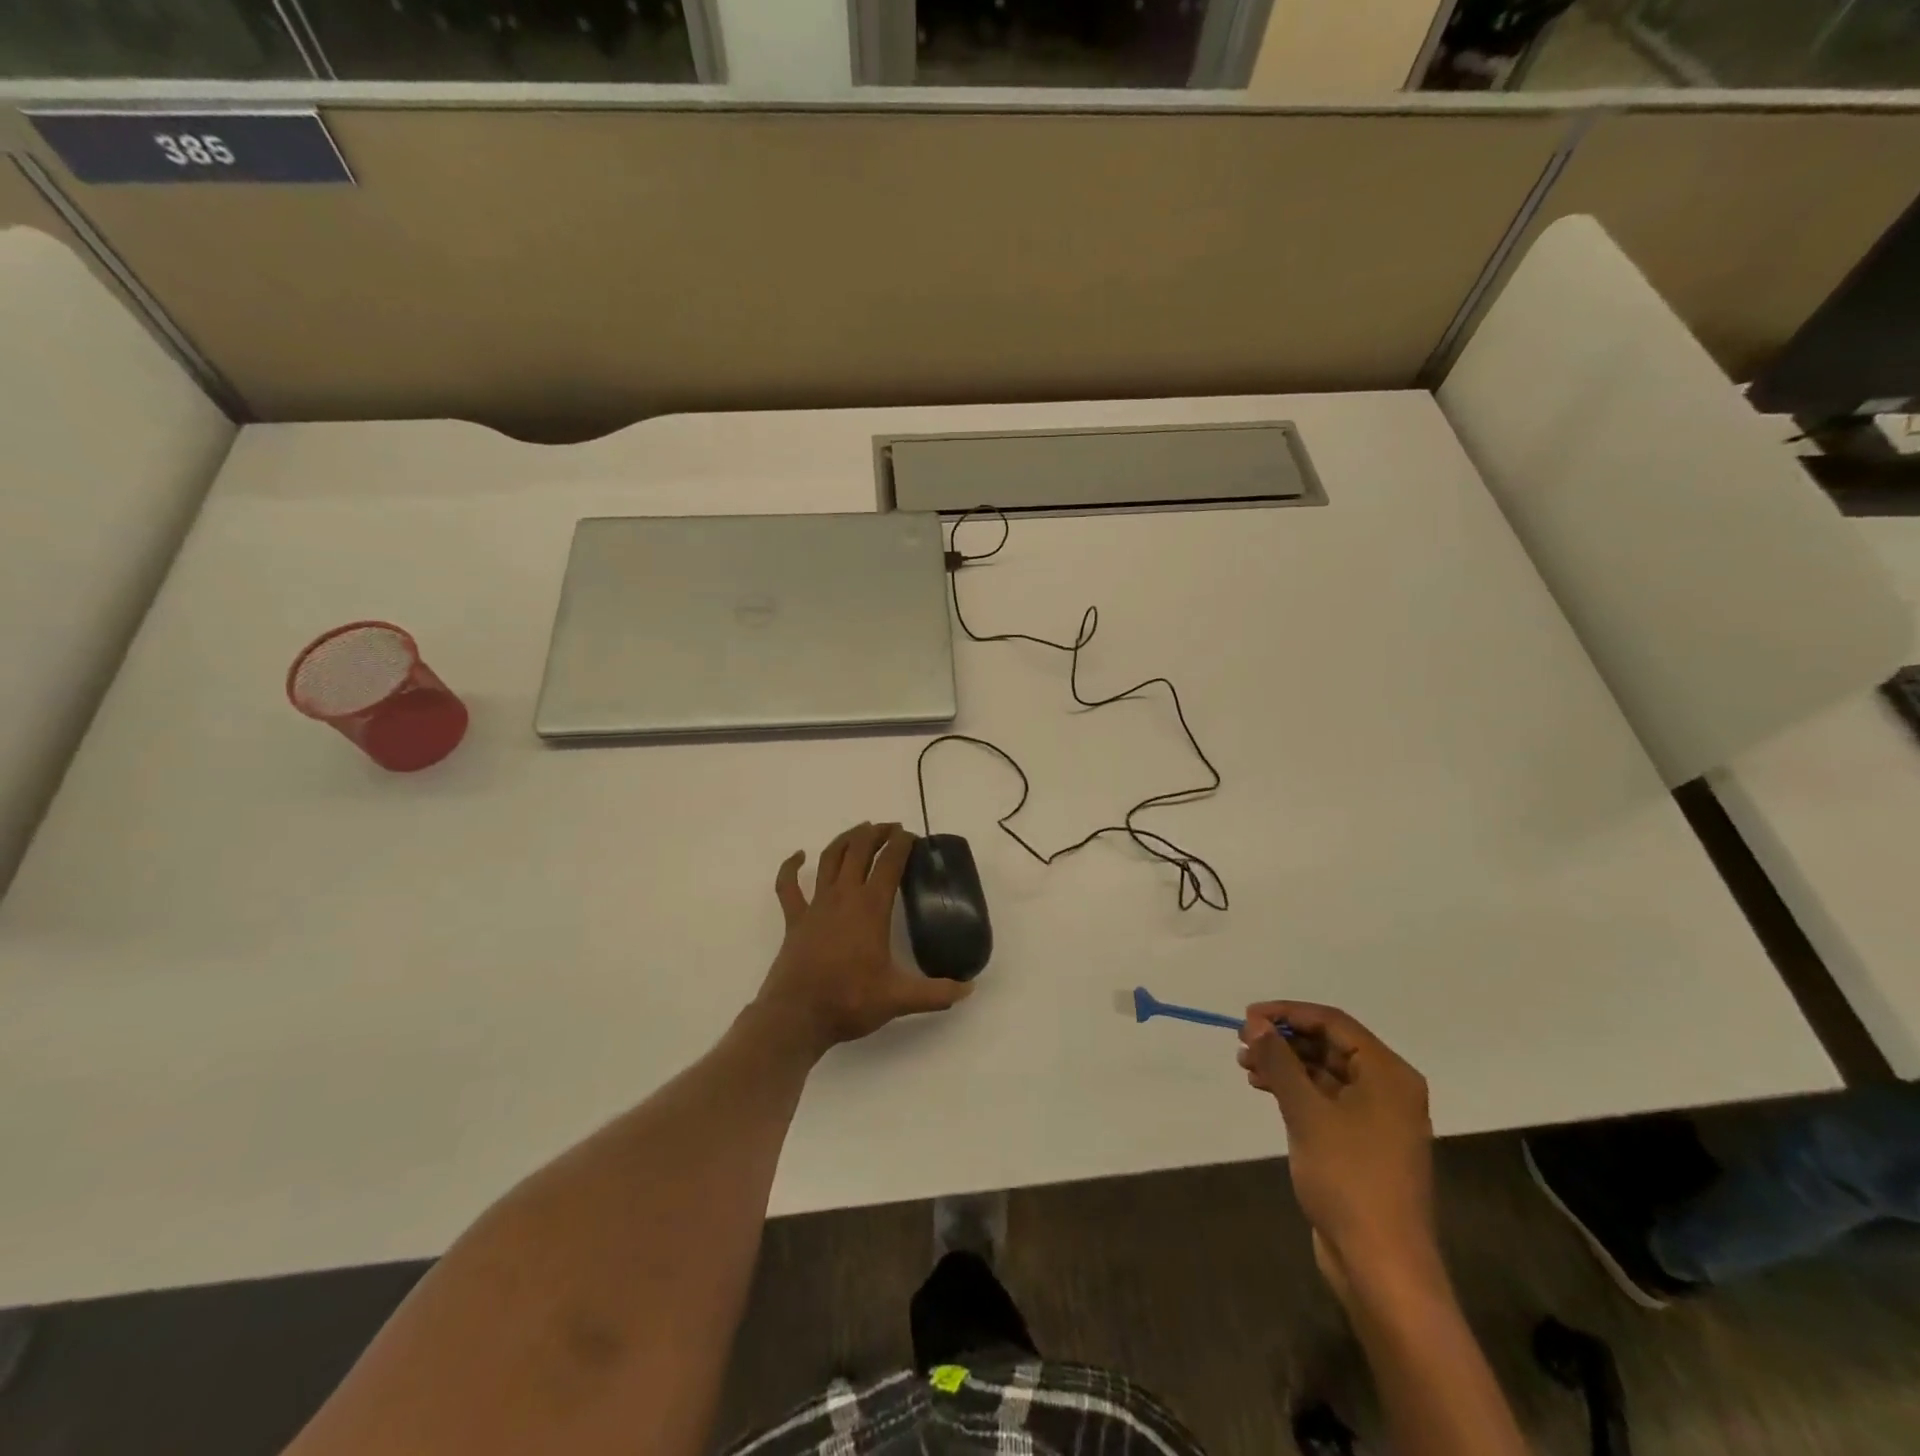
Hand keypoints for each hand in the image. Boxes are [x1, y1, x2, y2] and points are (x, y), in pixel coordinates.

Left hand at [755, 822, 971, 1055]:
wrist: (797, 1017)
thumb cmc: (849, 1001)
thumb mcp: (899, 998)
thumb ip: (936, 993)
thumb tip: (969, 989)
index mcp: (871, 908)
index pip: (889, 863)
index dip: (901, 844)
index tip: (912, 836)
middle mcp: (843, 897)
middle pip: (859, 851)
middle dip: (876, 833)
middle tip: (890, 827)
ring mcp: (815, 906)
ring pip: (829, 859)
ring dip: (845, 840)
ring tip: (859, 830)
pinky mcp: (794, 920)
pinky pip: (788, 887)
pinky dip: (791, 868)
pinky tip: (798, 856)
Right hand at [1238, 1002, 1436, 1294]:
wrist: (1381, 1264)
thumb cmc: (1349, 1178)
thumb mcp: (1307, 1112)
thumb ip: (1280, 1062)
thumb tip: (1256, 1024)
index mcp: (1388, 1074)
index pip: (1333, 1023)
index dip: (1288, 1013)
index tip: (1247, 1017)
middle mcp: (1388, 1088)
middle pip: (1329, 1045)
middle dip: (1284, 1039)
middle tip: (1242, 1041)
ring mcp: (1377, 1117)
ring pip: (1324, 1072)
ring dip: (1285, 1064)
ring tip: (1244, 1064)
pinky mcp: (1362, 1142)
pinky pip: (1325, 1098)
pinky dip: (1295, 1089)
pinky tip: (1263, 1087)